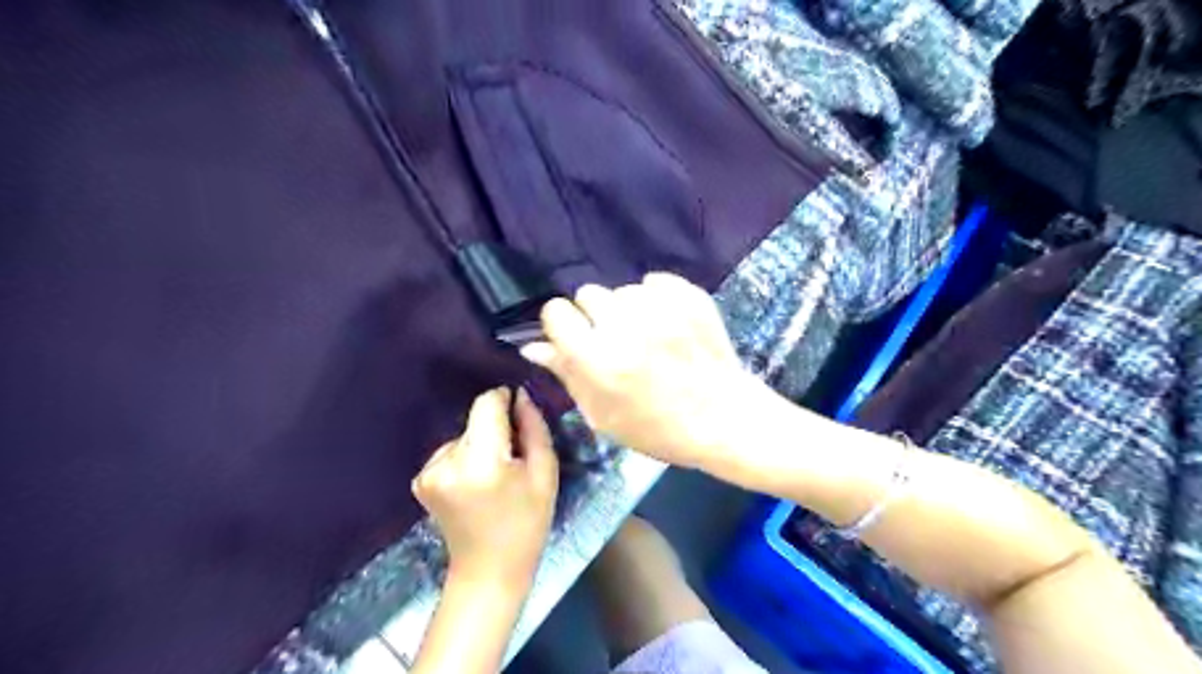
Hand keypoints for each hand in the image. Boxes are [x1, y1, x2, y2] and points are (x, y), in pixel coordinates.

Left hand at [414, 388, 559, 585]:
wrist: (488, 570)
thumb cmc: (527, 522)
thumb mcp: (545, 473)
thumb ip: (534, 428)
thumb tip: (520, 395)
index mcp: (482, 460)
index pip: (487, 403)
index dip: (505, 401)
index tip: (519, 416)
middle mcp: (448, 461)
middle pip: (475, 419)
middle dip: (496, 429)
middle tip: (513, 459)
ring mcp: (428, 472)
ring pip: (463, 435)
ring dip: (480, 445)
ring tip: (493, 477)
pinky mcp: (420, 479)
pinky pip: (450, 451)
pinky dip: (465, 459)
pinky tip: (474, 485)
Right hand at [520, 273, 768, 469]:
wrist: (724, 420)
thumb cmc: (658, 429)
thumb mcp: (602, 415)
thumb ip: (566, 375)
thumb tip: (532, 346)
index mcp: (598, 359)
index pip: (556, 312)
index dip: (562, 325)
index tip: (574, 338)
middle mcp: (625, 326)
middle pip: (588, 293)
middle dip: (594, 316)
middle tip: (614, 342)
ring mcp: (661, 308)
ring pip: (622, 290)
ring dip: (626, 309)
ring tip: (647, 337)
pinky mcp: (690, 297)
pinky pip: (655, 282)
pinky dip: (656, 298)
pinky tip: (667, 324)